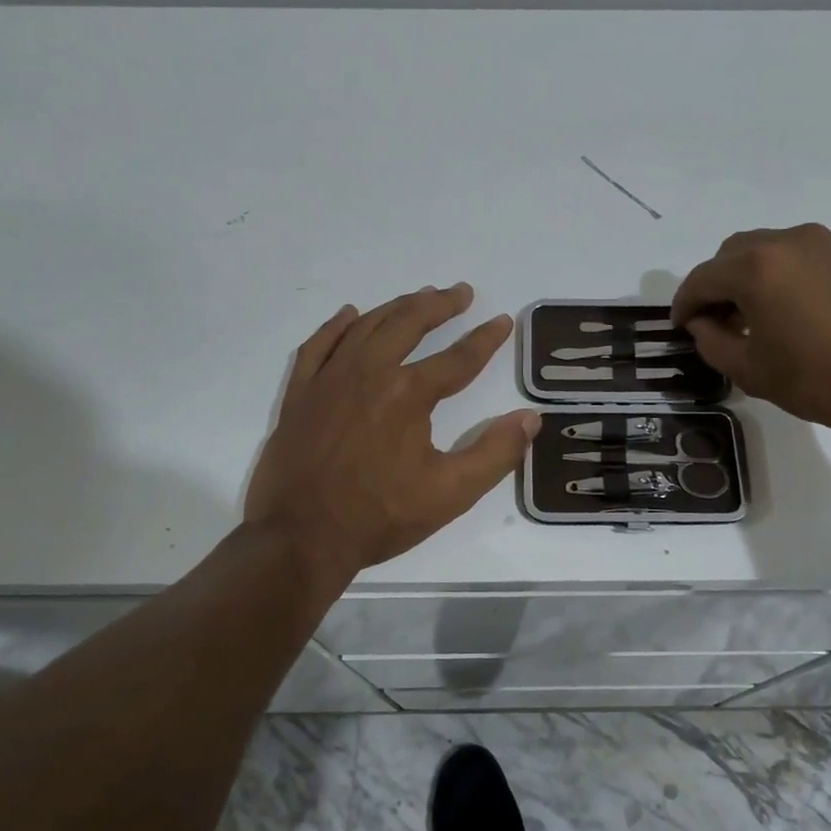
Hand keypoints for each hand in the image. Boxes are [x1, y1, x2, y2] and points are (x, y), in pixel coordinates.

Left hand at [245, 284, 540, 579]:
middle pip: (409, 323)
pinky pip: (318, 345)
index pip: (458, 358)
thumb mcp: (451, 494)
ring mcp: (329, 379)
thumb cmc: (379, 516)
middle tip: (461, 293)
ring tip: (418, 297)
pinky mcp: (300, 394)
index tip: (502, 323)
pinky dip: (337, 326)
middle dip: (440, 305)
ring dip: (397, 307)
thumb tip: (530, 418)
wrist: (301, 537)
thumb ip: (496, 453)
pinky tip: (349, 315)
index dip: (485, 339)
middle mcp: (369, 373)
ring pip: (367, 326)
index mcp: (408, 394)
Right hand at [671, 225, 830, 441]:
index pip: (701, 279)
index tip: (679, 327)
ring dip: (746, 277)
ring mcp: (822, 243)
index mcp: (756, 267)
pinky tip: (786, 309)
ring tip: (750, 316)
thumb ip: (711, 340)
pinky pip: (796, 256)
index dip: (684, 305)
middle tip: (713, 322)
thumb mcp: (749, 370)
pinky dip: (778, 274)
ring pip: (764, 249)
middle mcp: (786, 241)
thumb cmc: (820, 380)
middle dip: (714, 285)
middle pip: (730, 254)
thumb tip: (702, 322)